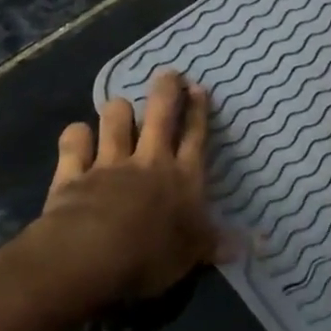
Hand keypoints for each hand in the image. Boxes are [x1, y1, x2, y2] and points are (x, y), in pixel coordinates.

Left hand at [28, 70, 219, 303]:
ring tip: (120, 107)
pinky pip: (74, 143)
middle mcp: (149, 161)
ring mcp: (109, 163)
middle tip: (168, 74)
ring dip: (118, 111)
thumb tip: (256, 245)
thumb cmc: (151, 255)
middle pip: (160, 115)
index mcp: (183, 178)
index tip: (198, 88)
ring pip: (115, 120)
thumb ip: (218, 243)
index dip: (198, 111)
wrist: (92, 256)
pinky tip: (78, 135)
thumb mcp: (193, 254)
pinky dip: (76, 136)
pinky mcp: (74, 172)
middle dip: (166, 91)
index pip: (195, 136)